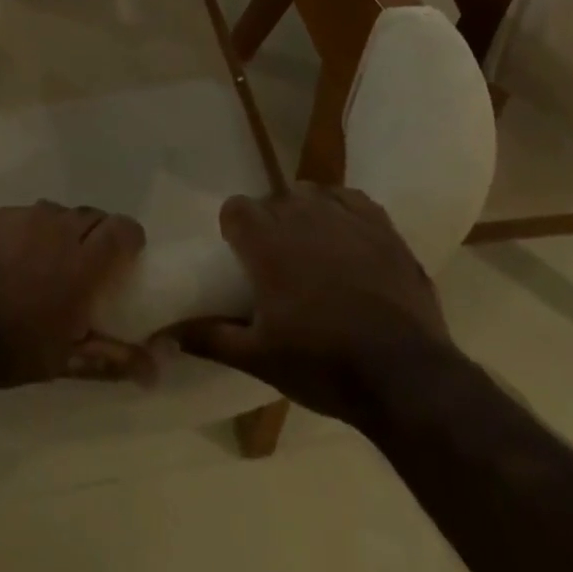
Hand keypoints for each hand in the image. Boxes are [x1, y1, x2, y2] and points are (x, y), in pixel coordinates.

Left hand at [0, 201, 148, 396]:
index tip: (126, 261)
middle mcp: (53, 225)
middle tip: (86, 267)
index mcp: (80, 259)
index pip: (124, 228)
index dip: (130, 240)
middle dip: (96, 235)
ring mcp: (16, 216)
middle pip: (90, 215)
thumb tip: (157, 369)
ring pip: (53, 212)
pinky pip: (18, 216)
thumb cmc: (5, 350)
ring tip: (44, 263)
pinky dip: (23, 233)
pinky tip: (6, 260)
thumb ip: (112, 359)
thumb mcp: (62, 362)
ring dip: (59, 232)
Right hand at [174, 184, 450, 419]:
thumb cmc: (322, 364)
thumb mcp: (258, 358)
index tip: (241, 258)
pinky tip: (346, 236)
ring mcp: (345, 217)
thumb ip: (209, 338)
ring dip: (304, 213)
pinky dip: (342, 210)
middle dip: (269, 224)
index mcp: (266, 241)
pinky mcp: (382, 227)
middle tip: (277, 264)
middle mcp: (302, 215)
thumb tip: (167, 333)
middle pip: (273, 200)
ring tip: (312, 249)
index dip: (234, 229)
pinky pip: (351, 199)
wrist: (406, 377)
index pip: (236, 208)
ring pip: (311, 194)